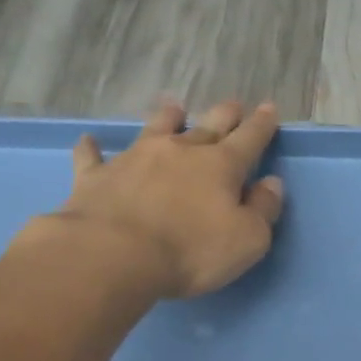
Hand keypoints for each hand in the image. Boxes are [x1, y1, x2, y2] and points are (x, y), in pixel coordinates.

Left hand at [51, 100, 284, 298]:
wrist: (115, 254)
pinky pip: (93, 156)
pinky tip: (89, 142)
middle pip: (207, 126)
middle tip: (232, 105)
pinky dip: (93, 148)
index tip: (268, 107)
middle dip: (224, 115)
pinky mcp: (97, 176)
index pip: (249, 139)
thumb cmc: (191, 251)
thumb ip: (263, 210)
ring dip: (167, 117)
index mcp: (220, 167)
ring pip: (155, 128)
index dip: (262, 124)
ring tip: (173, 107)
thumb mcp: (247, 240)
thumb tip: (271, 184)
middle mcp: (179, 152)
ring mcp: (135, 159)